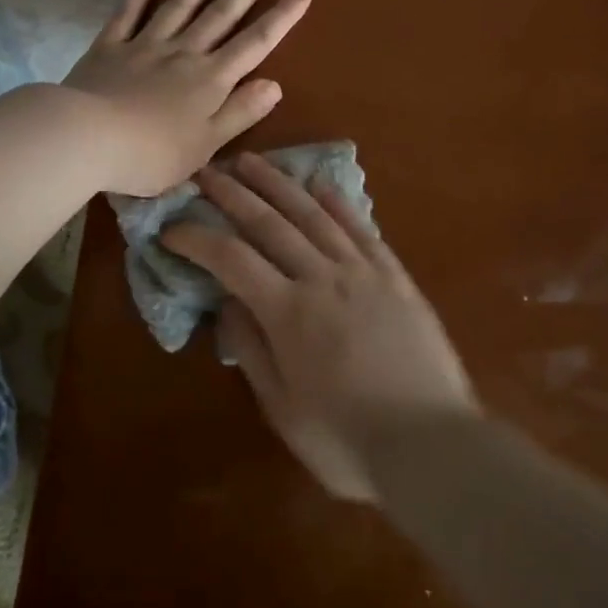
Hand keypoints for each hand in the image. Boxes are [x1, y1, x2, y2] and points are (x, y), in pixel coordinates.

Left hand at [63, 0, 309, 196]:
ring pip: (181, 4)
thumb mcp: (205, 145)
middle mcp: (183, 53)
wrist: (87, 139)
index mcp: (210, 80)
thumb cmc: (151, 154)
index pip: (254, 44)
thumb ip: (239, 112)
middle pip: (221, 14)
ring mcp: (145, 44)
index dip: (280, 18)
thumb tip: (274, 84)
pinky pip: (129, 11)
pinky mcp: (110, 45)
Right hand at [163, 153, 478, 500]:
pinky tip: (321, 184)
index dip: (196, 238)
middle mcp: (322, 278)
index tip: (172, 227)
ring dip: (278, 184)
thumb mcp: (282, 409)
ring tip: (252, 161)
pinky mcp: (396, 277)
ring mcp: (363, 272)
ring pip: (313, 215)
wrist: (434, 447)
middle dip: (232, 193)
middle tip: (205, 171)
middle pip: (269, 223)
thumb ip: (251, 350)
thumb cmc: (348, 441)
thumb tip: (227, 303)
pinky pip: (362, 229)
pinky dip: (339, 203)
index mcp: (288, 313)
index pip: (230, 259)